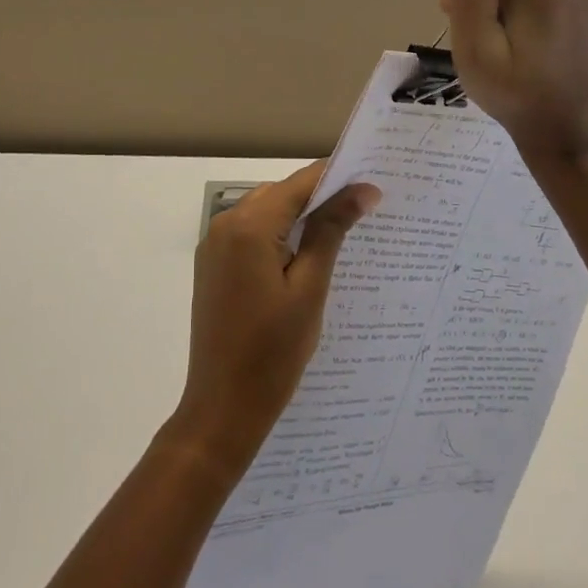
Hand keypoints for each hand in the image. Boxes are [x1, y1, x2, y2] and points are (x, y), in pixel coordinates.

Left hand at [169, 162, 379, 472]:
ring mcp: (214, 246)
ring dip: (299, 218)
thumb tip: (362, 189)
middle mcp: (224, 225)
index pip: (299, 183)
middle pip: (280, 194)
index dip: (336, 179)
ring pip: (265, 212)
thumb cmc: (272, 352)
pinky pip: (251, 235)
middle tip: (363, 210)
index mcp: (247, 226)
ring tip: (342, 233)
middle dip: (319, 198)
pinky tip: (306, 256)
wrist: (222, 408)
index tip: (374, 183)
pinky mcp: (213, 267)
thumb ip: (331, 231)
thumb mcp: (310, 288)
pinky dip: (279, 236)